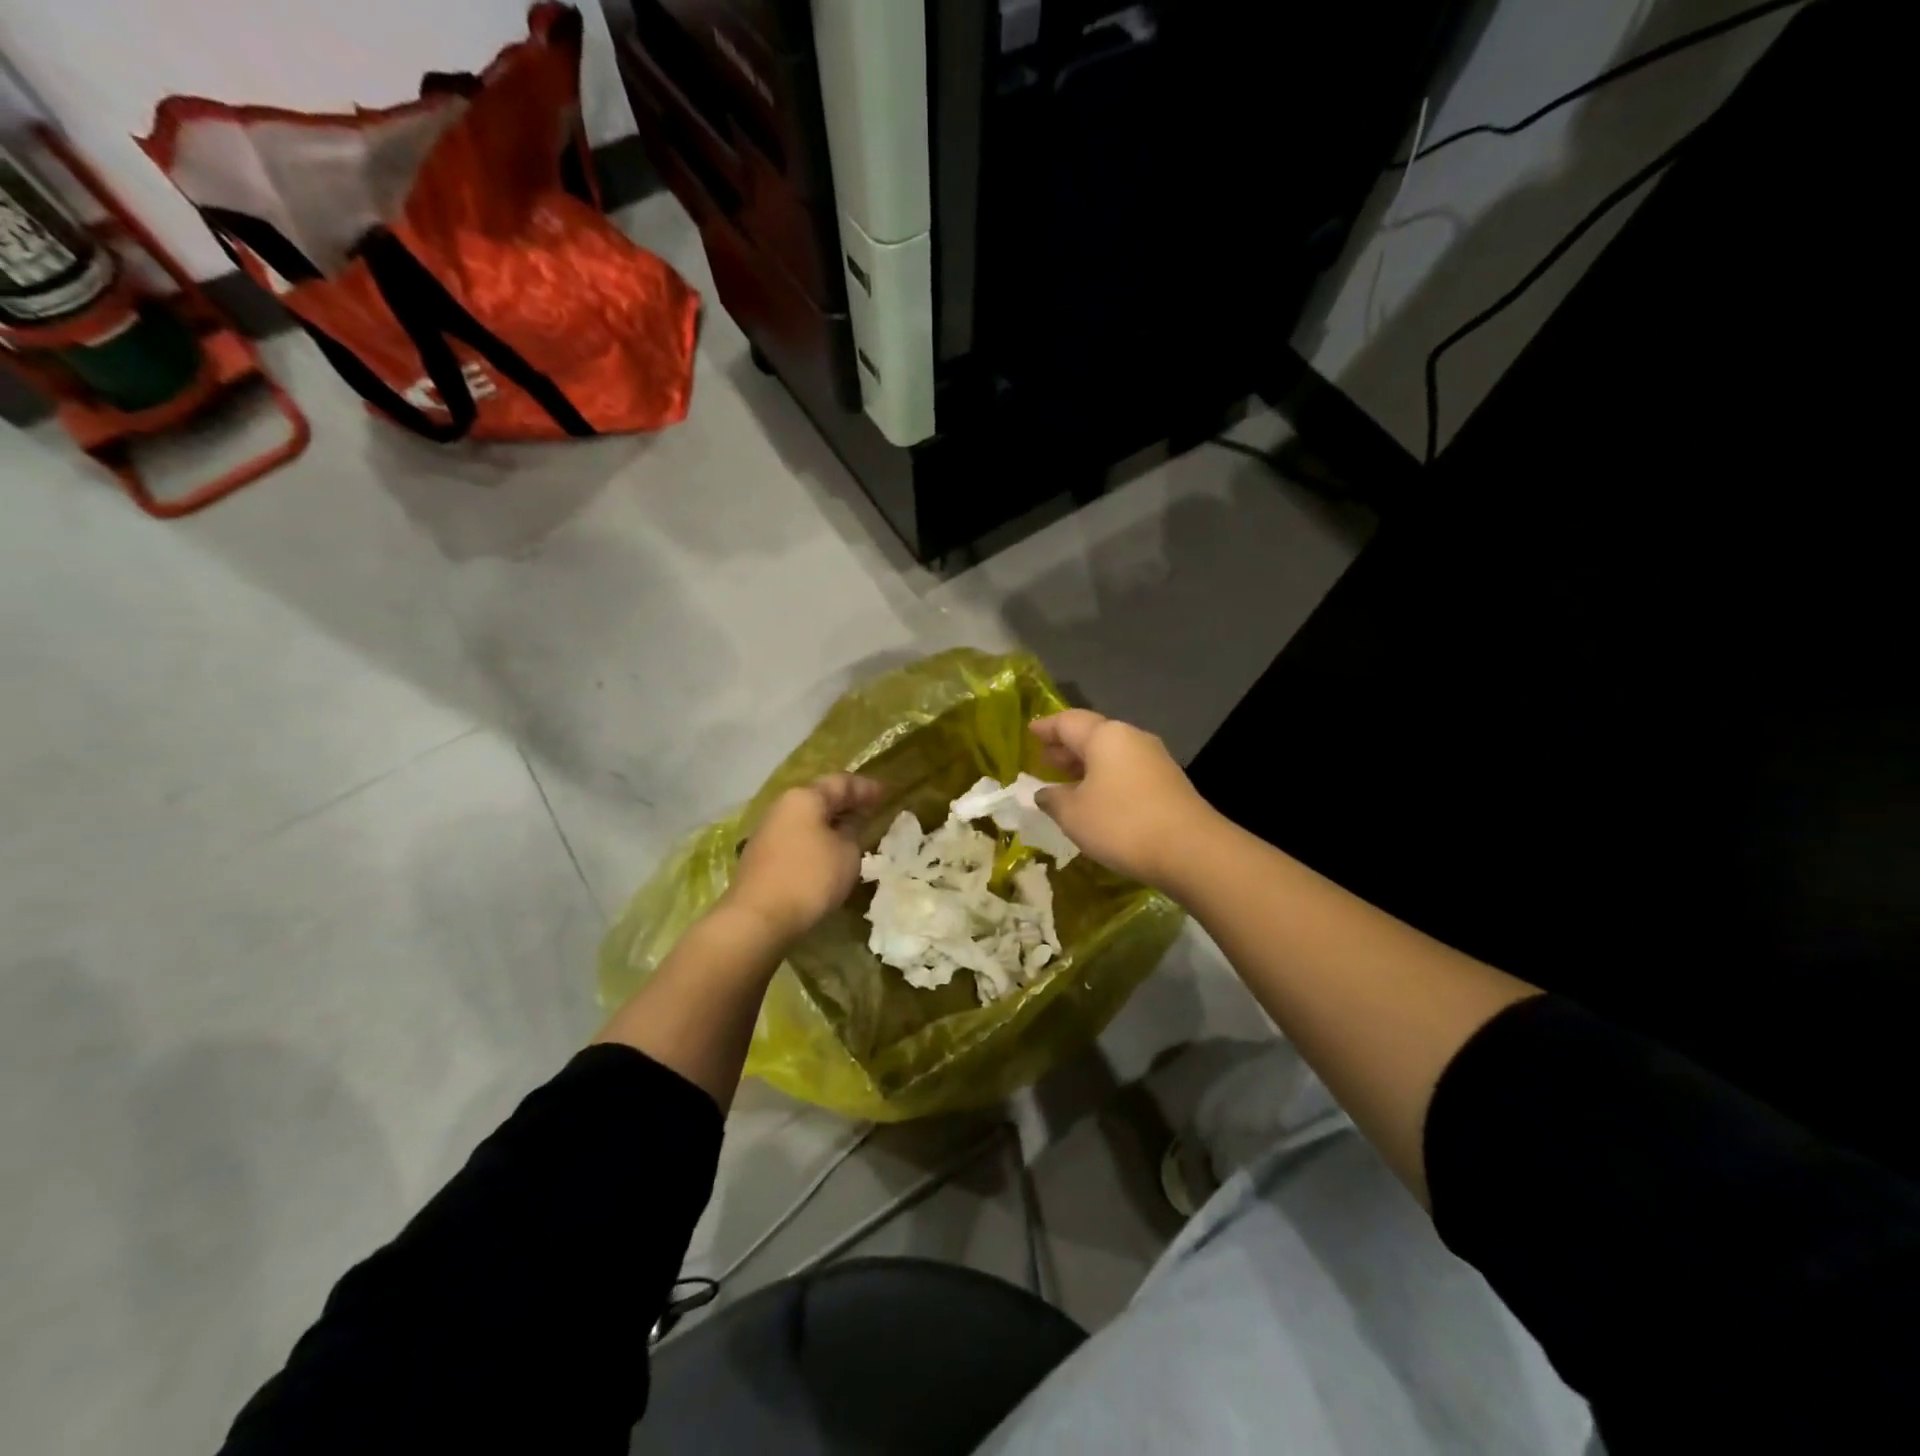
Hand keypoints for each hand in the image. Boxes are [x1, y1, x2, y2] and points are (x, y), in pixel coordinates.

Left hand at [721, 774, 886, 944]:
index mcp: (805, 797)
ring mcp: (769, 831)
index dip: (866, 788)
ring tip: (853, 831)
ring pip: (807, 819)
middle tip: (871, 809)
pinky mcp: (762, 855)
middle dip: (847, 803)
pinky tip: (829, 852)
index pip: (841, 783)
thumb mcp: (846, 853)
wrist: (758, 918)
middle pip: (820, 798)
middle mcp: (783, 807)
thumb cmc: (810, 877)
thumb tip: (848, 823)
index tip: (886, 793)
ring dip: (831, 823)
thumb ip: (853, 831)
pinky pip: (798, 837)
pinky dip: (817, 839)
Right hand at [1029, 710, 1215, 890]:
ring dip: (1087, 764)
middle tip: (1044, 759)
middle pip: (1092, 734)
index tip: (1030, 733)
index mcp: (1105, 736)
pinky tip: (1097, 797)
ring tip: (1066, 779)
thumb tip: (1044, 793)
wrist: (1191, 850)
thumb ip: (1053, 799)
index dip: (1045, 728)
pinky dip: (1106, 777)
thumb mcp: (1073, 814)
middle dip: (1066, 746)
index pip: (1067, 722)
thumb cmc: (1121, 824)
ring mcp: (1155, 759)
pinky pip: (1127, 770)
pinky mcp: (1168, 782)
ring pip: (1112, 753)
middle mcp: (1131, 738)